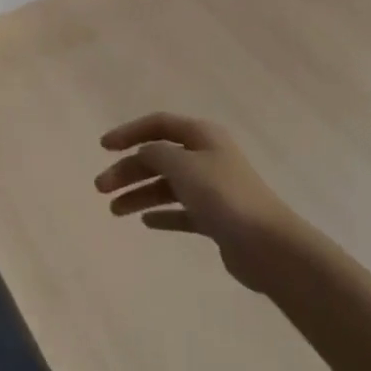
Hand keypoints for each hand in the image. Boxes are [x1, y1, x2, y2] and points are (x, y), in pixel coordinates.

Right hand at [95, 112, 298, 291]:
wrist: (268, 246)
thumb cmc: (224, 196)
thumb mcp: (184, 166)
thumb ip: (157, 154)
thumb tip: (144, 153)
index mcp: (202, 135)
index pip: (158, 124)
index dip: (129, 131)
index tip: (103, 146)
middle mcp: (206, 156)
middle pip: (159, 157)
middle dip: (128, 170)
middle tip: (101, 188)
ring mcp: (212, 188)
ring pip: (167, 185)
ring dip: (140, 194)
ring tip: (115, 211)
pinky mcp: (216, 218)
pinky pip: (181, 211)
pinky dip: (162, 214)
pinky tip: (145, 222)